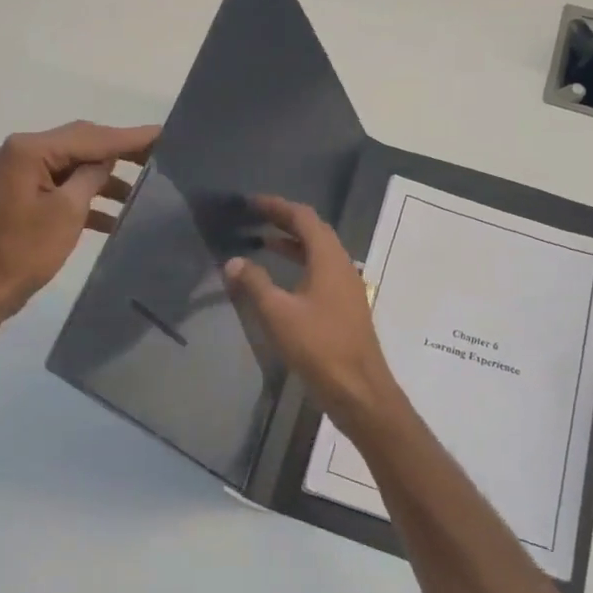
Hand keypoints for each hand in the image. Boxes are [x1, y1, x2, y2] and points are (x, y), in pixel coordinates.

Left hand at [0, 120, 158, 327]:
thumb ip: (91, 177)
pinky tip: (116, 217)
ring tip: (145, 190)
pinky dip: (87, 198)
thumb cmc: (23, 251)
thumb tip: (106, 161)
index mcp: (29, 150)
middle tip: (160, 156)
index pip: (89, 136)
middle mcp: (21, 153)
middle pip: (81, 145)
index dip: (129, 137)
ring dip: (106, 179)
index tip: (164, 134)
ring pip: (73, 167)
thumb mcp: (67, 211)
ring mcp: (19, 175)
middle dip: (120, 153)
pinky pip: (61, 187)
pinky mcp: (21, 197)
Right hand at [223, 195, 402, 433]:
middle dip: (284, 221)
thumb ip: (254, 283)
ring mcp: (347, 287)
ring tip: (262, 243)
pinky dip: (300, 265)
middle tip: (254, 218)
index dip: (277, 206)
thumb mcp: (278, 313)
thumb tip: (234, 261)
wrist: (358, 389)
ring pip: (319, 253)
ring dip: (292, 244)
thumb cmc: (318, 347)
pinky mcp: (345, 307)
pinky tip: (282, 280)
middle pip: (314, 231)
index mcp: (329, 259)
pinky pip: (321, 272)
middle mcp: (342, 265)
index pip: (303, 217)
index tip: (251, 203)